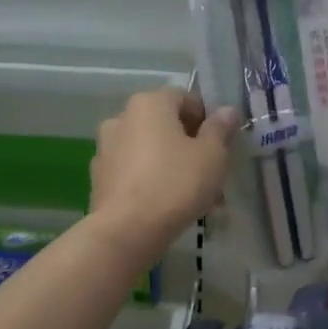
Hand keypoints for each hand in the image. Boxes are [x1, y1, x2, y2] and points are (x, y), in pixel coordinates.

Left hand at [89, 87, 239, 259]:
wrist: (128, 229)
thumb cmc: (176, 183)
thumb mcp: (211, 155)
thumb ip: (220, 129)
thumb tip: (227, 111)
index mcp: (149, 104)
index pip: (185, 99)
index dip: (207, 119)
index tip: (220, 144)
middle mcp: (122, 118)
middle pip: (165, 125)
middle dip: (190, 146)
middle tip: (211, 172)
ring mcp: (106, 148)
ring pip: (150, 151)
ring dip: (172, 165)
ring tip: (195, 196)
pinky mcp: (100, 178)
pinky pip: (134, 172)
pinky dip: (152, 181)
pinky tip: (169, 206)